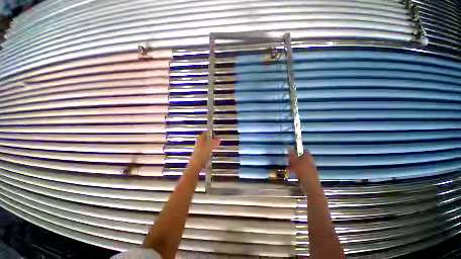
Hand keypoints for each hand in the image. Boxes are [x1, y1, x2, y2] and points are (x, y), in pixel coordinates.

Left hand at [188, 131, 220, 170]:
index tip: (213, 132)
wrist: (196, 166)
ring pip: (204, 145)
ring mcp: (198, 150)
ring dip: (209, 144)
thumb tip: (218, 139)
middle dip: (210, 139)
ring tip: (214, 145)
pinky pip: (204, 150)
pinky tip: (211, 152)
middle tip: (215, 139)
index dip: (209, 132)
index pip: (204, 134)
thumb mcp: (210, 147)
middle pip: (204, 139)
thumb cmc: (201, 156)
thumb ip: (214, 142)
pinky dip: (208, 150)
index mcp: (200, 140)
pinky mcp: (199, 156)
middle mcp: (198, 144)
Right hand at [288, 150, 318, 183]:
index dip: (297, 150)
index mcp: (308, 156)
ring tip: (289, 167)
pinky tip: (293, 172)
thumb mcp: (294, 161)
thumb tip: (289, 148)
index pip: (303, 150)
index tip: (292, 151)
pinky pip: (302, 170)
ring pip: (301, 164)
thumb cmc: (302, 170)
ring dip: (295, 165)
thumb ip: (292, 154)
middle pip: (301, 157)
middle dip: (294, 159)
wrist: (309, 183)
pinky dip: (297, 170)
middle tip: (289, 160)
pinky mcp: (309, 174)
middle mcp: (310, 161)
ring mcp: (310, 168)